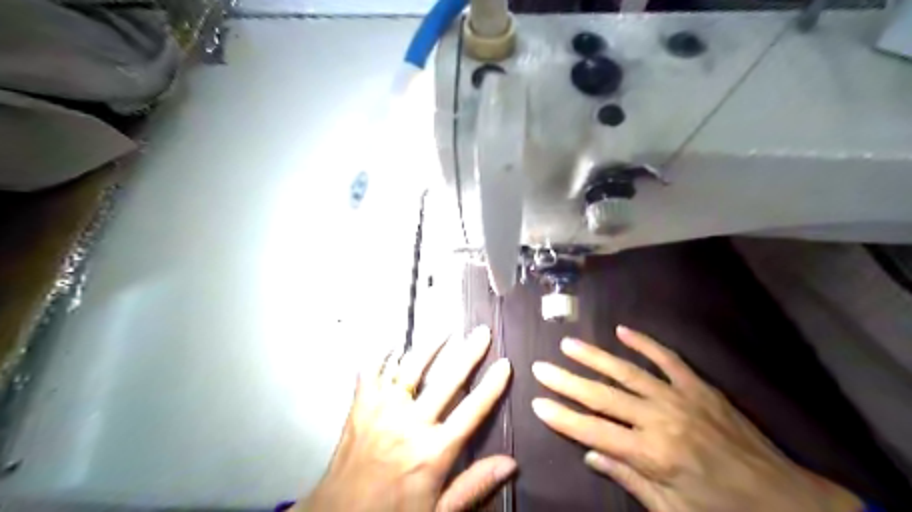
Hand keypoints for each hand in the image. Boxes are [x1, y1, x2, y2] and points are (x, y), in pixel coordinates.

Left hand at [298, 328, 511, 510]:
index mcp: (433, 451)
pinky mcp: (360, 407)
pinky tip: (393, 344)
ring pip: (411, 368)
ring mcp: (382, 411)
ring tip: (447, 329)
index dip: (492, 385)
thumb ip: (473, 485)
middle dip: (468, 353)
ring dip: (431, 345)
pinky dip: (382, 355)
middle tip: (482, 332)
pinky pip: (372, 372)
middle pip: (447, 380)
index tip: (505, 364)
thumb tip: (511, 463)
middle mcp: (410, 424)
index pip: (472, 410)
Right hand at [528, 326, 862, 509]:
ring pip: (627, 371)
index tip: (537, 402)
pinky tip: (622, 330)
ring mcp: (680, 397)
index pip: (593, 431)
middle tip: (540, 367)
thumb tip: (590, 453)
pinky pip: (667, 358)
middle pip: (602, 396)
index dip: (562, 417)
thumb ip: (629, 479)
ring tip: (568, 344)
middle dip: (567, 381)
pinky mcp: (700, 387)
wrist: (790, 503)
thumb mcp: (673, 511)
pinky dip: (644, 343)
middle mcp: (660, 419)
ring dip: (594, 357)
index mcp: (652, 455)